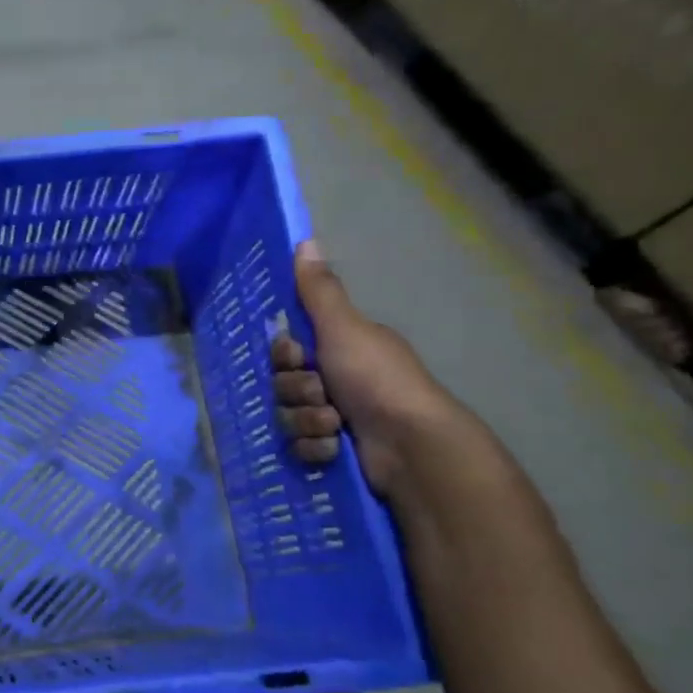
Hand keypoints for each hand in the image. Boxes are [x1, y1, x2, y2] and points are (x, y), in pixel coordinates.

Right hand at [271, 240, 460, 494]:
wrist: (409, 445)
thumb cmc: (376, 378)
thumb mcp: (343, 328)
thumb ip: (319, 291)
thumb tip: (305, 240)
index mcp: (341, 348)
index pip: (287, 348)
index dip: (284, 355)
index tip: (297, 356)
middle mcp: (338, 379)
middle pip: (284, 382)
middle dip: (297, 390)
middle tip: (321, 393)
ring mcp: (336, 418)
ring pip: (289, 415)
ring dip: (307, 420)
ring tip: (334, 425)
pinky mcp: (334, 452)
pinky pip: (300, 446)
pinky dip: (315, 447)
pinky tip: (335, 449)